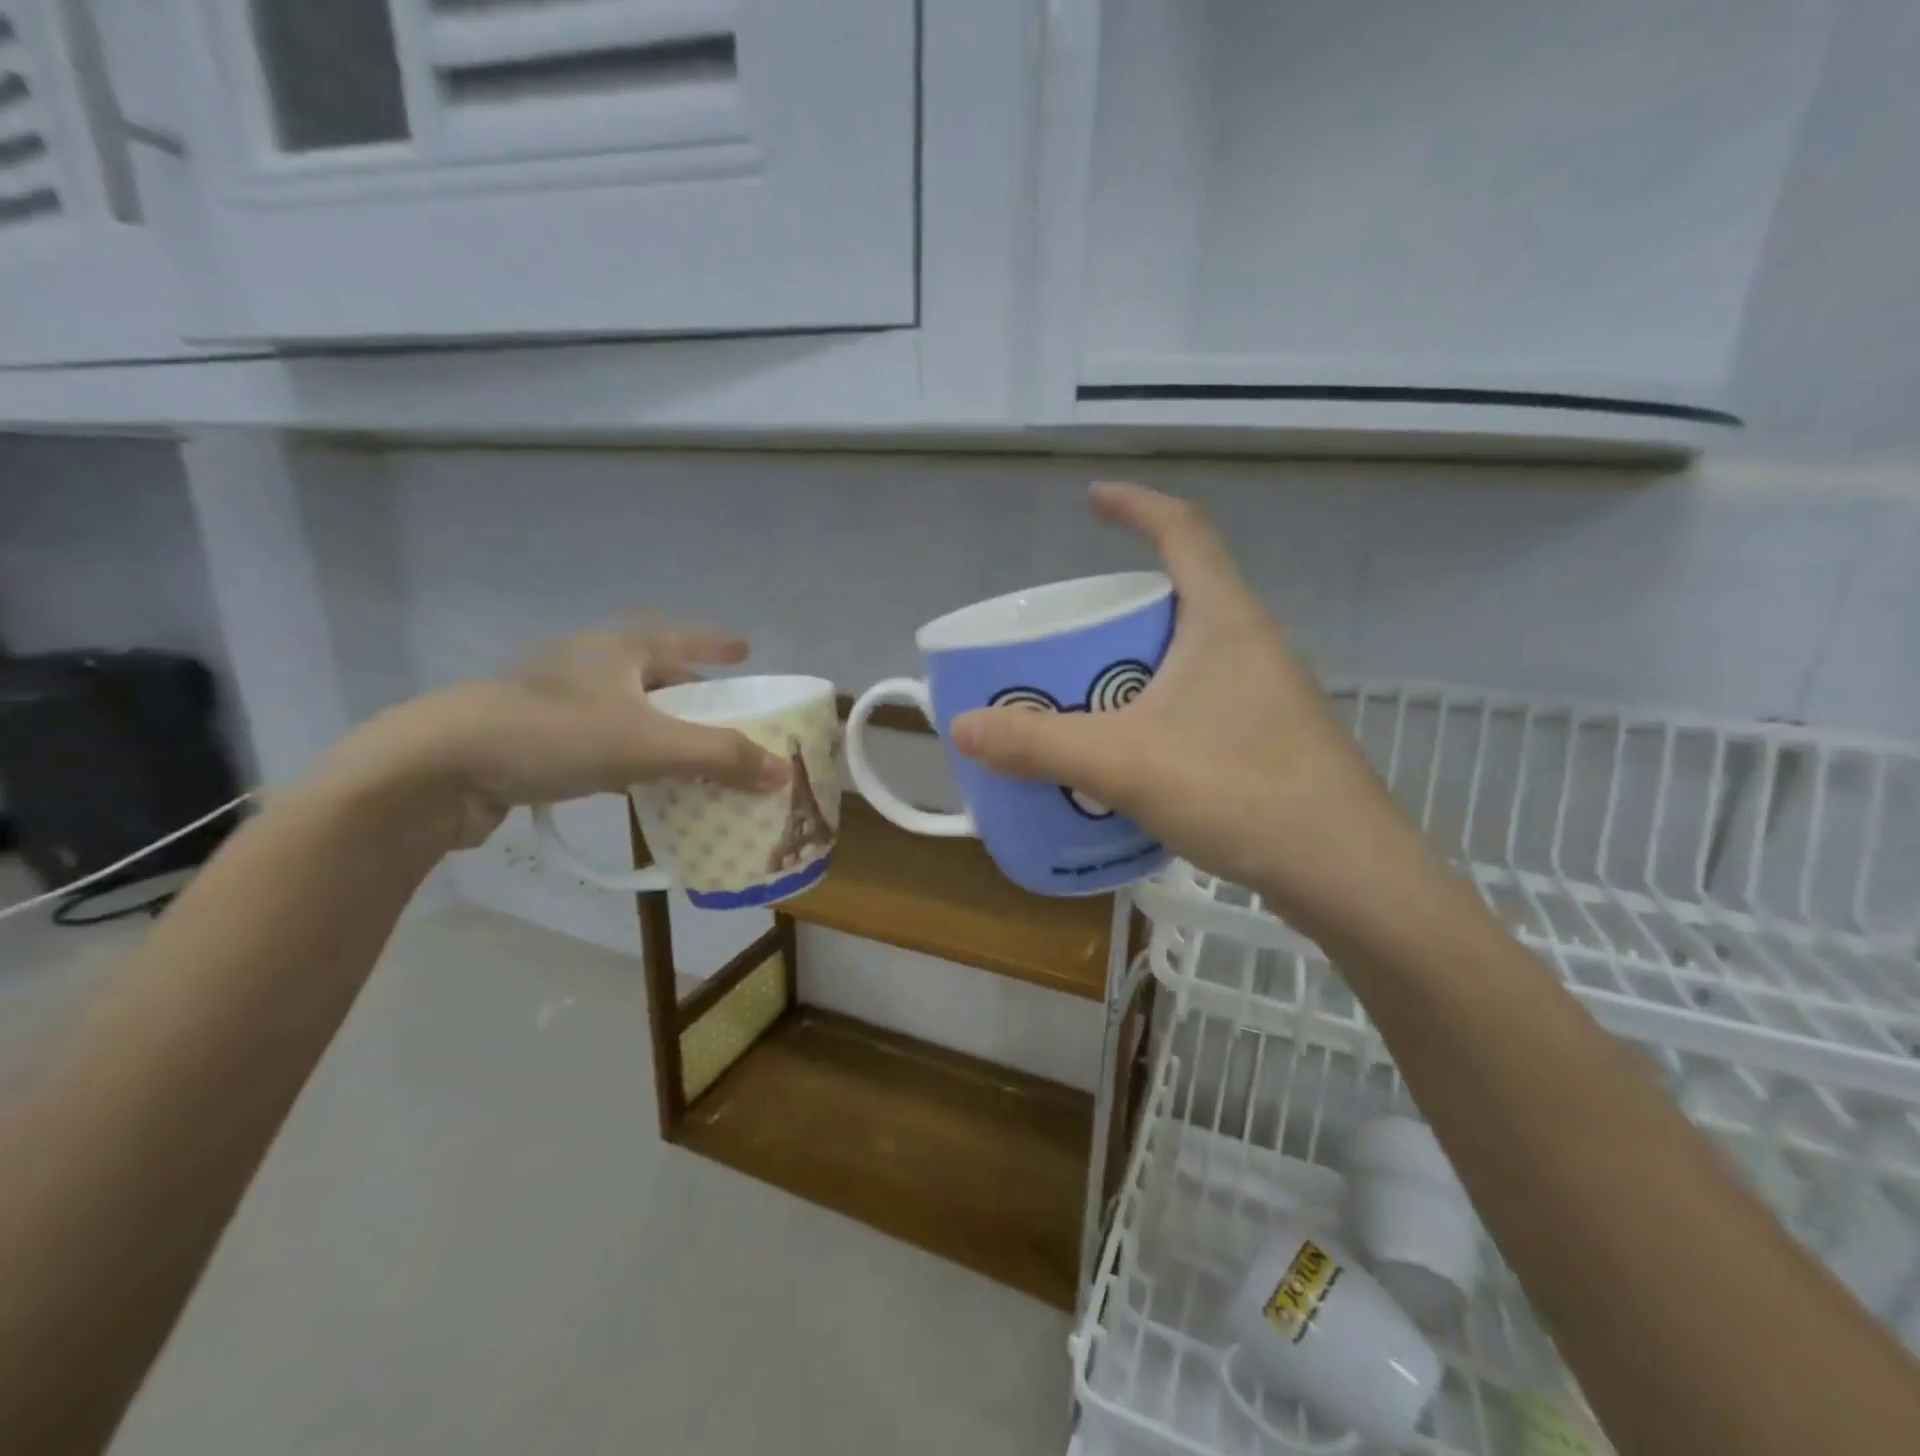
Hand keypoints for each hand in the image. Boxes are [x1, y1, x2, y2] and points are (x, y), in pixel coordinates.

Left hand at [325, 625, 790, 848]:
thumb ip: (721, 757)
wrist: (435, 767)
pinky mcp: (528, 739)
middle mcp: (585, 667)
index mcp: (616, 652)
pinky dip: (626, 754)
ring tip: (685, 746)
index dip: (715, 642)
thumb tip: (783, 772)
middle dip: (687, 686)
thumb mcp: (649, 746)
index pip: (679, 638)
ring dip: (656, 724)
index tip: (745, 648)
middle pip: (650, 670)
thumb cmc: (553, 737)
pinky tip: (634, 779)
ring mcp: (552, 702)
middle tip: (718, 705)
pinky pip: (596, 740)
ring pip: (621, 707)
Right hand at [950, 484, 1435, 937]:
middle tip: (1069, 636)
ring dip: (1138, 664)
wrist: (1346, 874)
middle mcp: (1252, 644)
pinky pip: (1201, 702)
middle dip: (1121, 607)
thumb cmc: (1239, 790)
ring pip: (1190, 656)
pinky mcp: (1271, 739)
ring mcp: (1268, 694)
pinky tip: (1132, 755)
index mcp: (1224, 620)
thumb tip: (961, 727)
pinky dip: (1157, 709)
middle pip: (1181, 597)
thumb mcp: (1123, 762)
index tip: (1093, 500)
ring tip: (1087, 695)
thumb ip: (1039, 743)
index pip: (1183, 531)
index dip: (1137, 505)